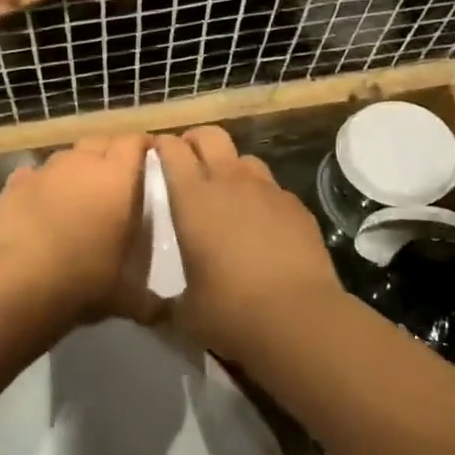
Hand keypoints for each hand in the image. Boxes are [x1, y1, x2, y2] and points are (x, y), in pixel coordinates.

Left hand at [0, 134, 162, 333]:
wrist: (20, 285)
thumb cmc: (85, 282)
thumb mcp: (127, 296)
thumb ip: (150, 300)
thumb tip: (167, 315)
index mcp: (117, 178)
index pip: (134, 141)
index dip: (143, 147)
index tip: (150, 160)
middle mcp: (82, 163)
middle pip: (101, 141)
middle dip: (111, 153)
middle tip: (117, 179)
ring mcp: (46, 170)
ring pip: (68, 155)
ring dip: (77, 168)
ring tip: (79, 193)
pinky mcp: (16, 183)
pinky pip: (35, 174)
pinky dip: (43, 184)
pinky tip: (43, 205)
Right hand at [153, 126, 343, 363]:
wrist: (299, 319)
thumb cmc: (230, 311)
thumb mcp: (185, 311)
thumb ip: (169, 300)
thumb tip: (162, 306)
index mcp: (192, 198)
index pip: (172, 149)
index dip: (162, 146)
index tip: (155, 153)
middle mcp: (229, 182)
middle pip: (210, 136)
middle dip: (195, 140)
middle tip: (188, 159)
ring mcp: (268, 190)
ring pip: (244, 158)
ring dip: (231, 167)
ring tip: (227, 192)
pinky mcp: (297, 207)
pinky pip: (273, 189)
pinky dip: (261, 197)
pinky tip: (263, 224)